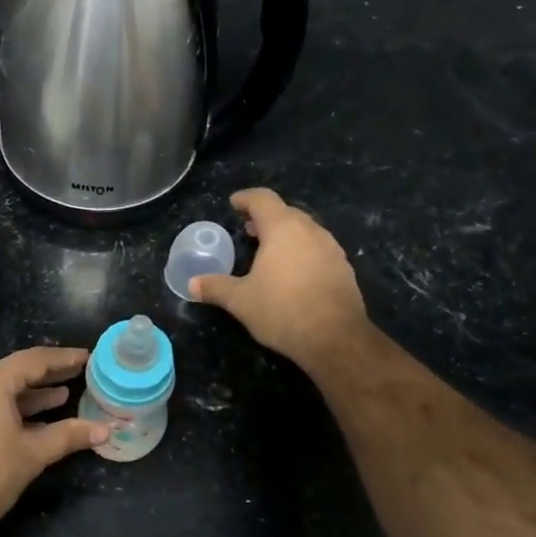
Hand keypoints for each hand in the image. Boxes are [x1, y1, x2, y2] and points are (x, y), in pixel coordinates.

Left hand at [0, 346, 107, 536]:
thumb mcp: (32, 454)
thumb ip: (69, 436)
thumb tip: (106, 430)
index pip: (34, 360)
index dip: (63, 359)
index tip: (87, 358)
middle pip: (15, 372)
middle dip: (48, 376)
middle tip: (79, 375)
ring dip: (30, 395)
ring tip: (62, 397)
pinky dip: (10, 409)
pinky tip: (32, 421)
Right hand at [191, 188, 371, 371]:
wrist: (335, 338)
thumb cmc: (282, 310)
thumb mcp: (241, 301)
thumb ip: (215, 287)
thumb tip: (192, 284)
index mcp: (282, 229)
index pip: (263, 200)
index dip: (246, 198)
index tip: (233, 203)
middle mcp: (310, 231)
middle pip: (286, 212)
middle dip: (265, 218)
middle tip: (248, 230)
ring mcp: (331, 248)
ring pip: (305, 230)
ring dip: (285, 235)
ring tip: (269, 251)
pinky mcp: (343, 268)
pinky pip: (318, 249)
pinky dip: (301, 251)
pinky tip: (292, 273)